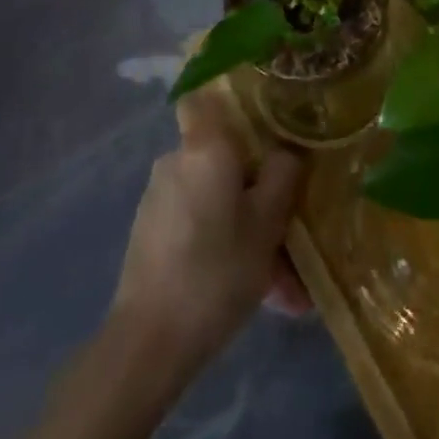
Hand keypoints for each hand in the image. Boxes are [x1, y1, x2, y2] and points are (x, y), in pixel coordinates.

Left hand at [110, 91, 308, 378]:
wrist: (148, 343)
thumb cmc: (216, 270)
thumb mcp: (268, 224)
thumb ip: (283, 176)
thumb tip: (286, 151)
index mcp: (205, 147)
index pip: (207, 95)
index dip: (232, 97)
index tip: (263, 113)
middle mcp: (177, 160)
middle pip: (224, 156)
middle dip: (258, 187)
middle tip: (290, 225)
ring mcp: (159, 197)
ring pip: (216, 197)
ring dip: (246, 227)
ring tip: (283, 284)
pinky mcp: (150, 232)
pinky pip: (199, 223)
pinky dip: (224, 244)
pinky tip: (254, 291)